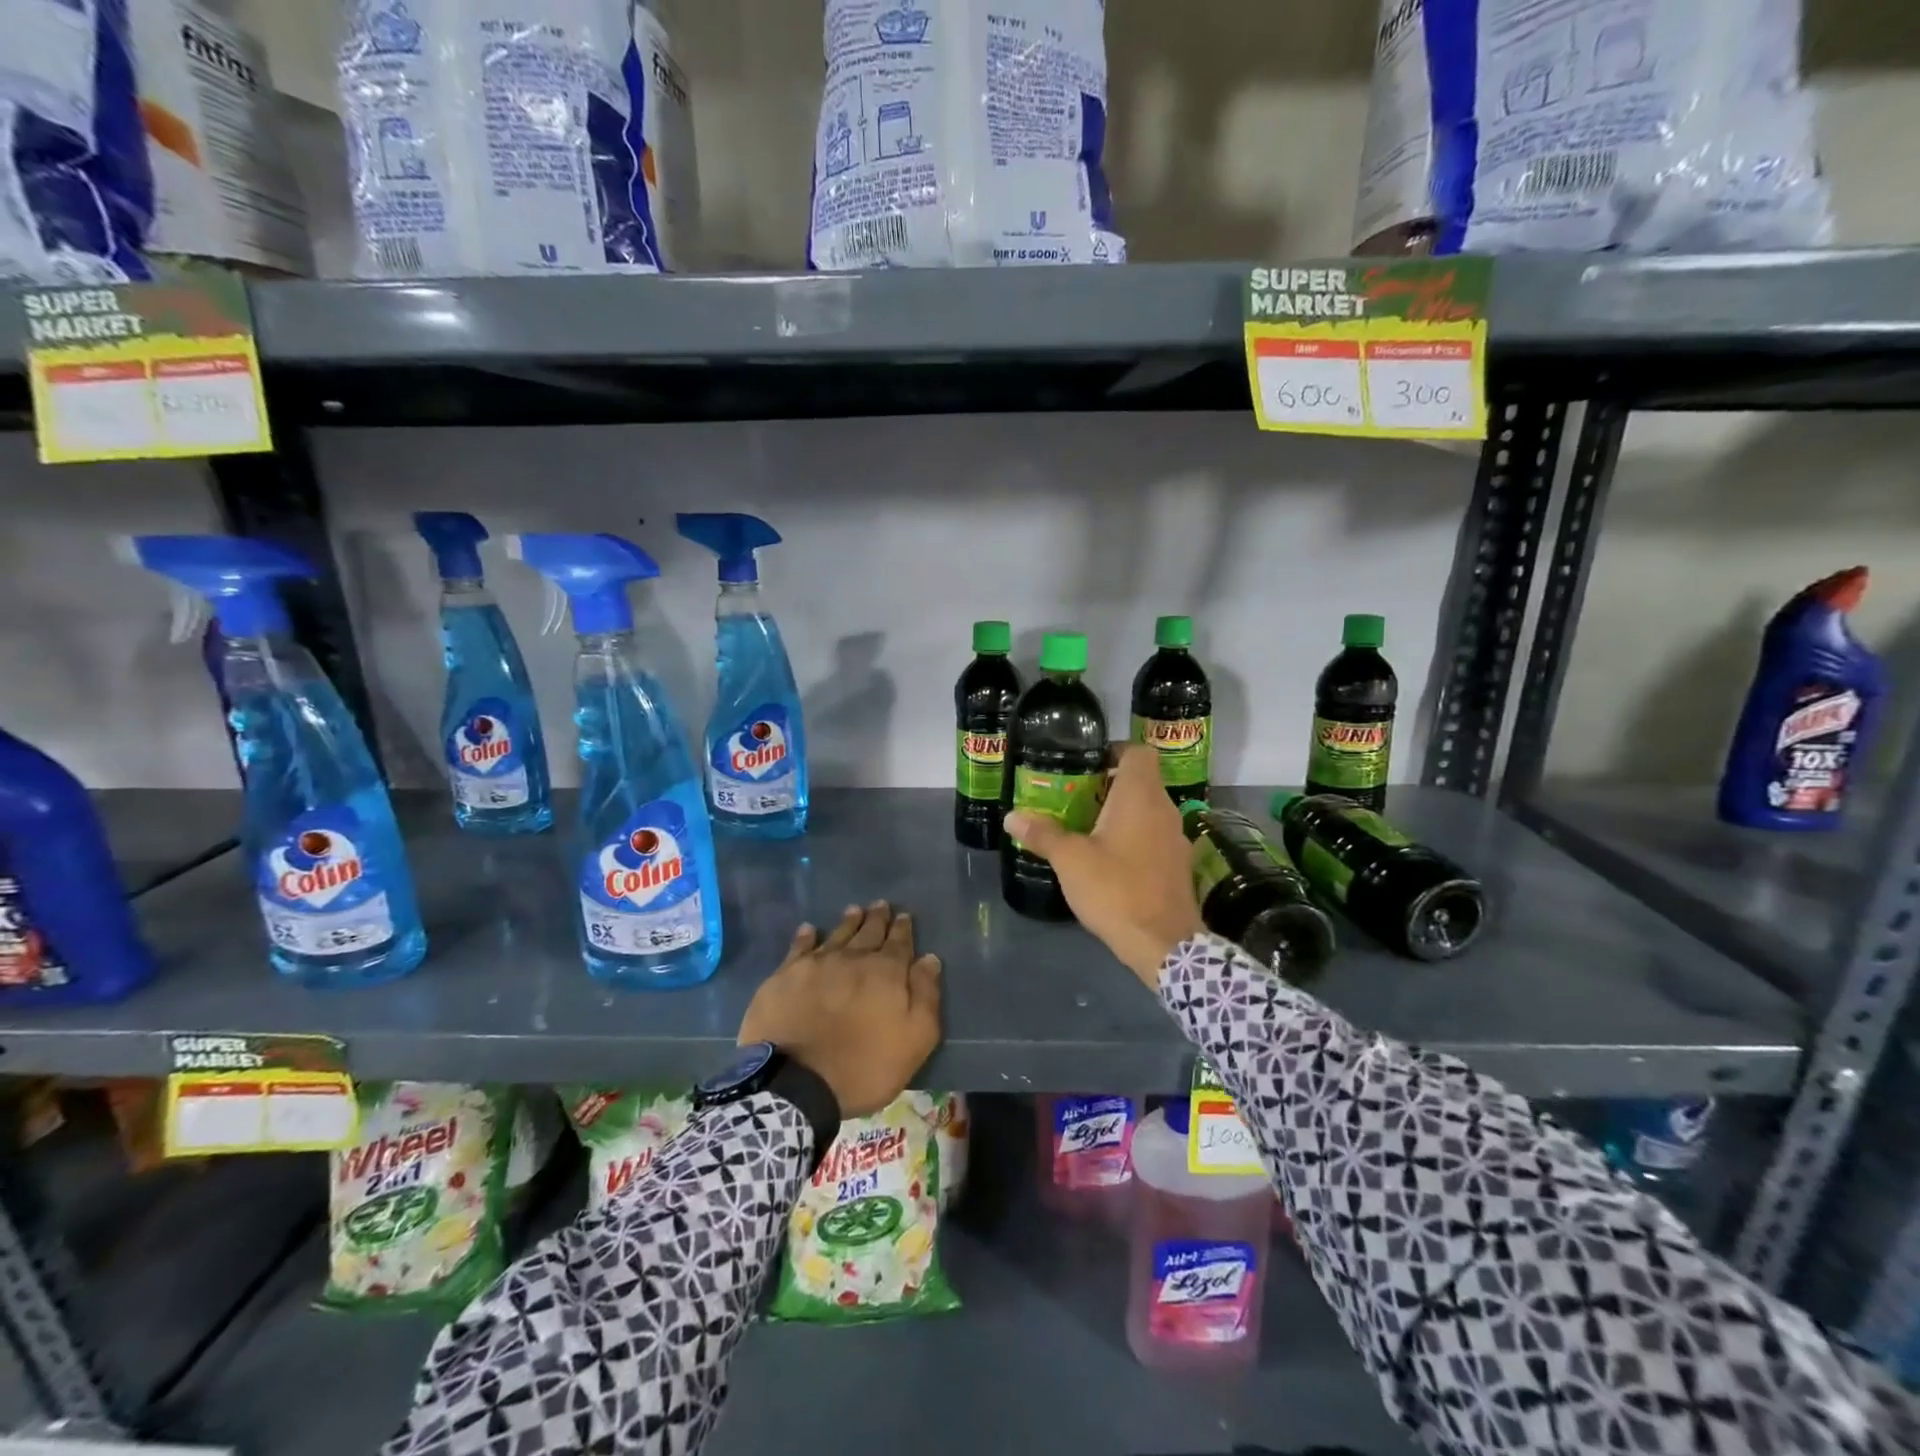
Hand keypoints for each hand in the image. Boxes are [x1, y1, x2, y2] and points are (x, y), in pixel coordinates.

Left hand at [737, 901, 941, 1117]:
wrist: (796, 1082)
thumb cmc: (864, 1066)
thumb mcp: (915, 1039)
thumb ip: (925, 996)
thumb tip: (929, 959)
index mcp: (886, 972)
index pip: (899, 943)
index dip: (903, 929)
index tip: (904, 916)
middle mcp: (852, 958)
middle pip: (869, 932)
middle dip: (877, 918)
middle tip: (881, 905)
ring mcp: (816, 964)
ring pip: (837, 934)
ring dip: (848, 921)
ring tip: (854, 910)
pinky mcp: (785, 976)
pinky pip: (799, 947)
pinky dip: (806, 936)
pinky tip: (808, 930)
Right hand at [1004, 744, 1202, 986]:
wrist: (1163, 944)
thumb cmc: (1115, 889)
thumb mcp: (1070, 860)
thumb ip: (1043, 834)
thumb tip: (1011, 817)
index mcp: (1141, 797)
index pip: (1139, 752)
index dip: (1114, 751)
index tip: (1087, 765)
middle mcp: (1164, 810)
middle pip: (1141, 781)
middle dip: (1108, 785)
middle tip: (1075, 797)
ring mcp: (1175, 838)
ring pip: (1148, 810)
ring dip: (1121, 813)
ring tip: (1086, 827)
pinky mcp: (1178, 865)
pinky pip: (1153, 836)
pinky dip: (1133, 837)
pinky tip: (1109, 859)